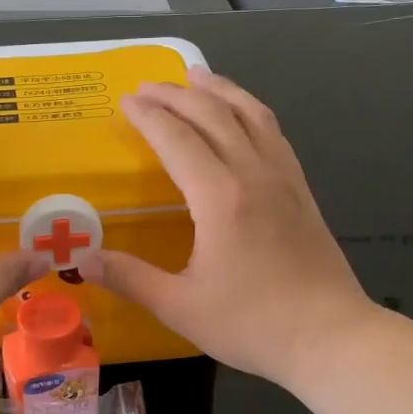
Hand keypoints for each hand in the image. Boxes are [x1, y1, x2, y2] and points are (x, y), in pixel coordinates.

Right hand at [77, 69, 376, 394]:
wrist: (331, 337)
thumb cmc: (252, 324)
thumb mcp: (180, 307)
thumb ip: (130, 278)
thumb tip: (81, 260)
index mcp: (220, 197)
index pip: (177, 140)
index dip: (149, 117)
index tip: (125, 101)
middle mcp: (253, 174)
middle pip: (213, 116)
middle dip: (176, 95)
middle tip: (147, 85)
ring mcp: (283, 178)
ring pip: (251, 115)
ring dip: (220, 90)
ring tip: (196, 76)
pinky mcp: (302, 190)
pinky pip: (274, 133)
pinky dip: (251, 112)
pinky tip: (243, 115)